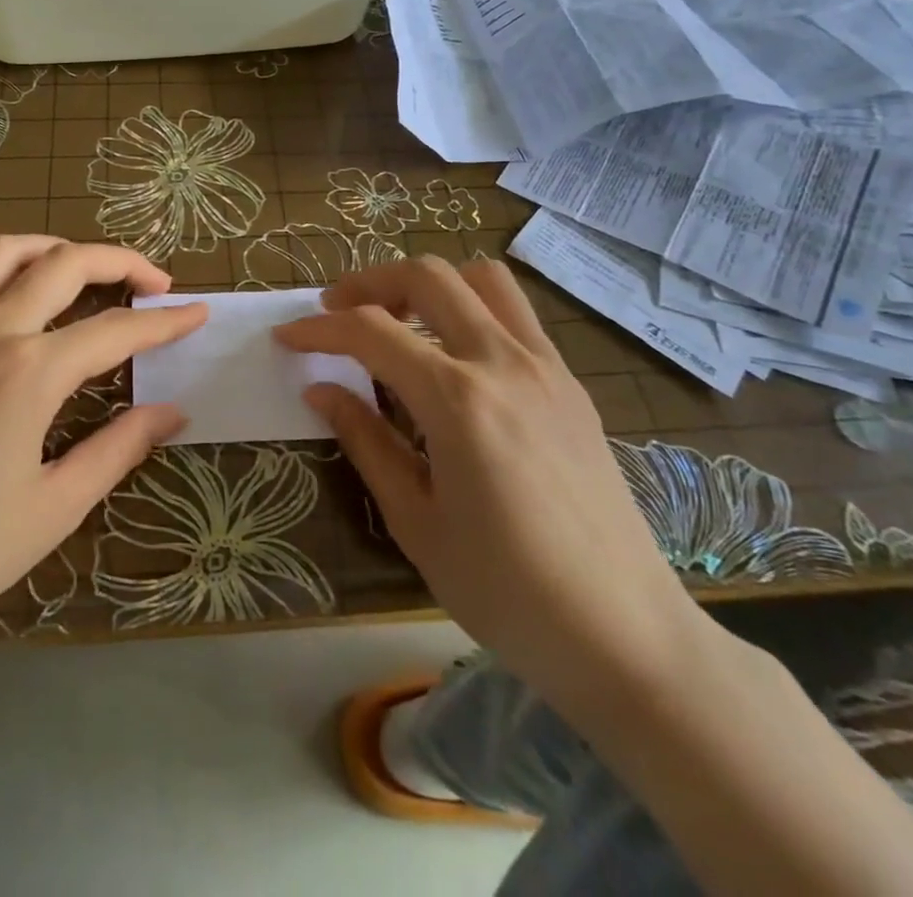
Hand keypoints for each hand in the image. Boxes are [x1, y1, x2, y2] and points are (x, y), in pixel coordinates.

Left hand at [0, 236, 206, 659]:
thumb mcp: (54, 508)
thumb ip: (118, 449)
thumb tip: (171, 411)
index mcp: (29, 373)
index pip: (115, 330)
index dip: (165, 321)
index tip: (198, 312)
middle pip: (66, 264)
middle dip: (121, 261)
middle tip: (155, 281)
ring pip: (4, 252)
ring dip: (55, 247)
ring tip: (85, 267)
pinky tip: (8, 287)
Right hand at [275, 256, 707, 711]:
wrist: (625, 634)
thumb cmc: (506, 591)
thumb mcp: (415, 521)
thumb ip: (365, 441)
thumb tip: (320, 390)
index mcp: (457, 400)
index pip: (371, 332)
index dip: (319, 329)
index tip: (287, 337)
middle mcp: (503, 362)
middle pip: (427, 277)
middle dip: (369, 283)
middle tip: (336, 310)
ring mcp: (545, 366)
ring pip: (482, 279)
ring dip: (429, 284)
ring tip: (399, 320)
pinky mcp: (571, 383)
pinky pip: (516, 313)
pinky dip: (472, 308)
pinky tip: (453, 356)